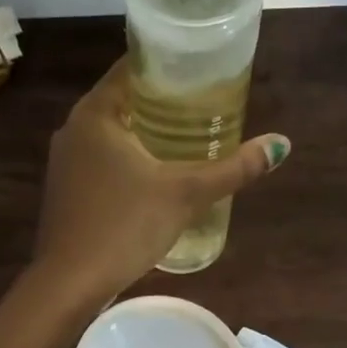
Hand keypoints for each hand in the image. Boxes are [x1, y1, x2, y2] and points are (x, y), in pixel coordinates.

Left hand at [32, 60, 288, 300]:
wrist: (69, 283)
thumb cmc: (124, 226)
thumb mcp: (184, 194)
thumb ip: (233, 168)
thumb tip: (281, 144)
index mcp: (95, 114)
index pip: (130, 68)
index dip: (166, 64)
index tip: (200, 68)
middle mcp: (73, 129)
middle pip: (123, 99)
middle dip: (162, 100)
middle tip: (206, 102)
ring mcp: (65, 161)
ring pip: (112, 132)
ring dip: (146, 130)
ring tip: (189, 134)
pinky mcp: (66, 189)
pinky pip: (102, 158)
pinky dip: (128, 156)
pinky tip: (156, 171)